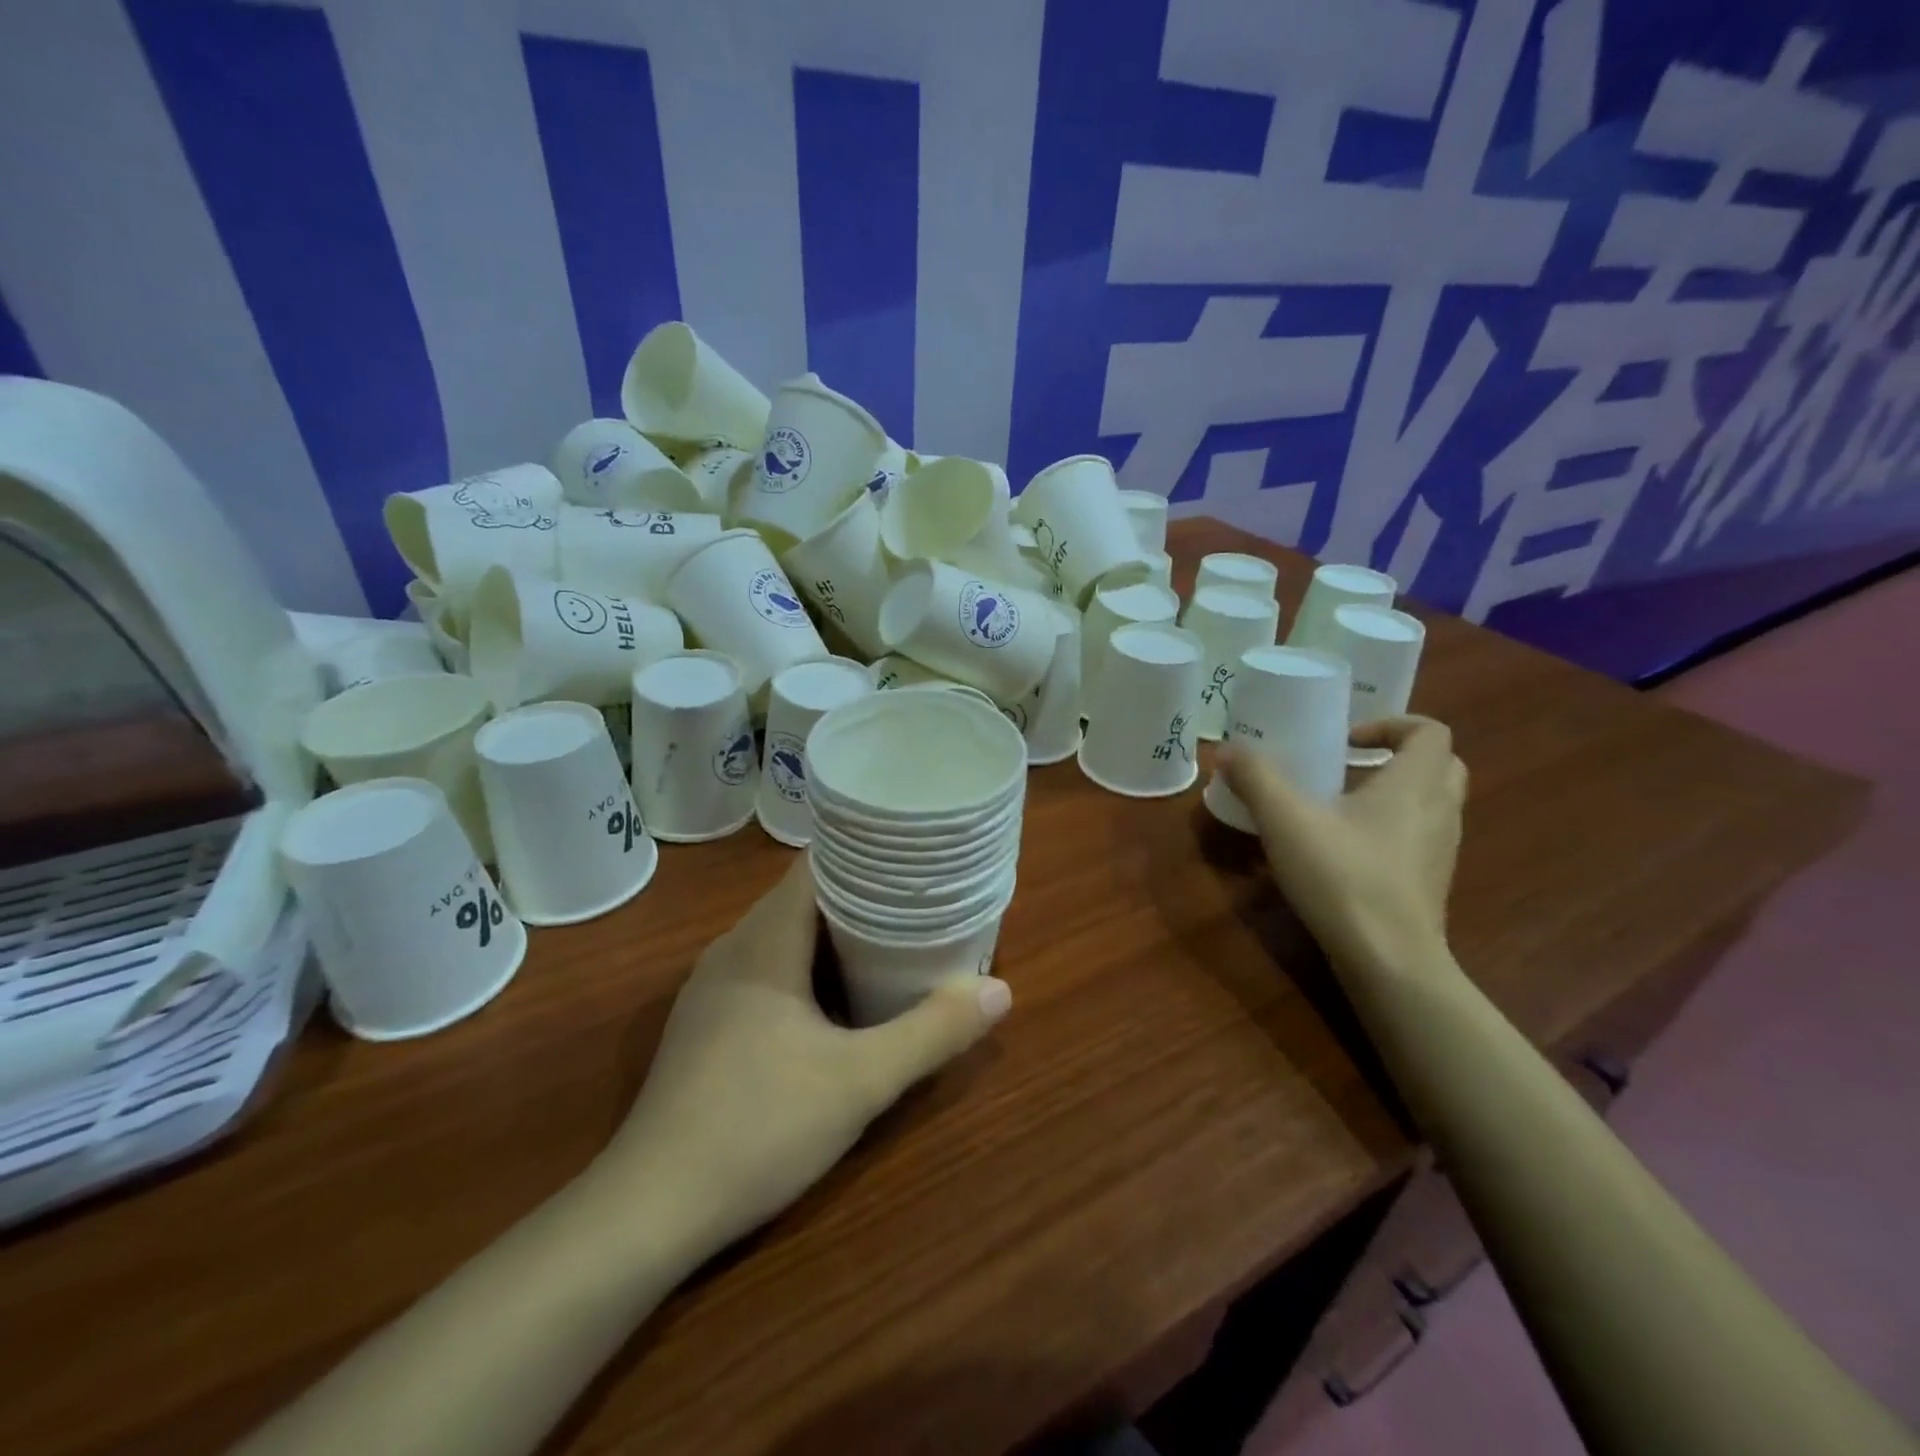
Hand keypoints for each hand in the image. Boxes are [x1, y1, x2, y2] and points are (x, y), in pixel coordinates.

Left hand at [596, 859, 1010, 1256]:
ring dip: (835, 935)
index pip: (817, 865)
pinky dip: (807, 966)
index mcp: (764, 940)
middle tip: (919, 903)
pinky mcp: (706, 1022)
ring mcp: (713, 987)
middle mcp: (733, 948)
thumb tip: (1001, 991)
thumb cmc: (758, 1126)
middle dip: (862, 896)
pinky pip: (766, 968)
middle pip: (804, 897)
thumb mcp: (861, 1081)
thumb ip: (932, 1032)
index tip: (914, 860)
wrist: (650, 1209)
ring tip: (891, 941)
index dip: (867, 854)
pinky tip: (836, 998)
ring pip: (784, 935)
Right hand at [1219, 717, 1466, 972]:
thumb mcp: (1285, 820)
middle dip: (1397, 756)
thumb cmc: (1343, 876)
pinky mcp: (1429, 883)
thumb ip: (1255, 778)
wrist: (1389, 961)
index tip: (1346, 740)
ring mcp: (1441, 851)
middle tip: (1350, 765)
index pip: (1429, 731)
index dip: (1391, 724)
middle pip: (1439, 764)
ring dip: (1395, 793)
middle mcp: (1440, 810)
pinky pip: (1419, 838)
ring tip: (1341, 806)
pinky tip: (1345, 849)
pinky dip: (1391, 829)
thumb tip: (1227, 749)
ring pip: (1432, 804)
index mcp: (1415, 783)